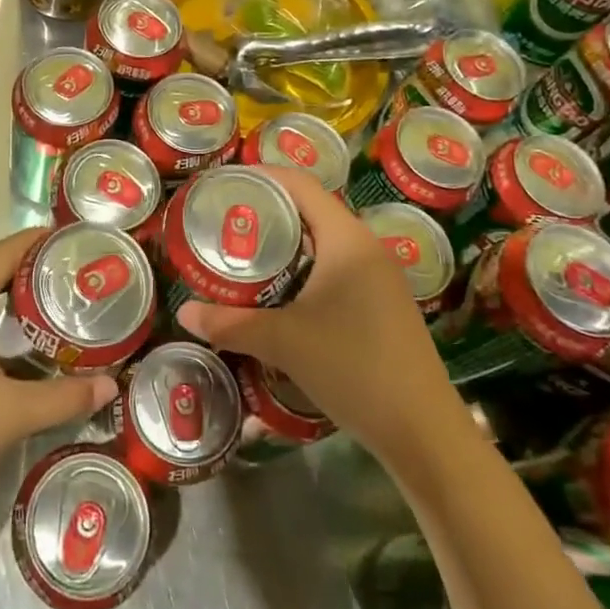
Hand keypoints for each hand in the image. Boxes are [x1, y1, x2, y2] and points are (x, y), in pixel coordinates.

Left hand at [0, 229, 116, 550]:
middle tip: (75, 277)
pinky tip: (10, 341)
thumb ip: (64, 397)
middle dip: (29, 269)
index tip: (77, 240)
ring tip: (53, 304)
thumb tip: (112, 386)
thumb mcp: (9, 417)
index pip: (2, 253)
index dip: (39, 241)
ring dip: (6, 296)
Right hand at [176, 168, 451, 459]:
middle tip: (227, 221)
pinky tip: (282, 293)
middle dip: (269, 212)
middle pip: (312, 210)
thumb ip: (232, 323)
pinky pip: (337, 268)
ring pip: (325, 242)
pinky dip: (305, 269)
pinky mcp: (384, 304)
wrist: (424, 433)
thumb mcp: (285, 342)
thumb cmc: (354, 368)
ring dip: (287, 243)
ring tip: (246, 254)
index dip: (263, 175)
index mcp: (347, 239)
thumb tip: (184, 312)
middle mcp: (367, 248)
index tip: (226, 182)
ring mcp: (380, 277)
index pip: (301, 185)